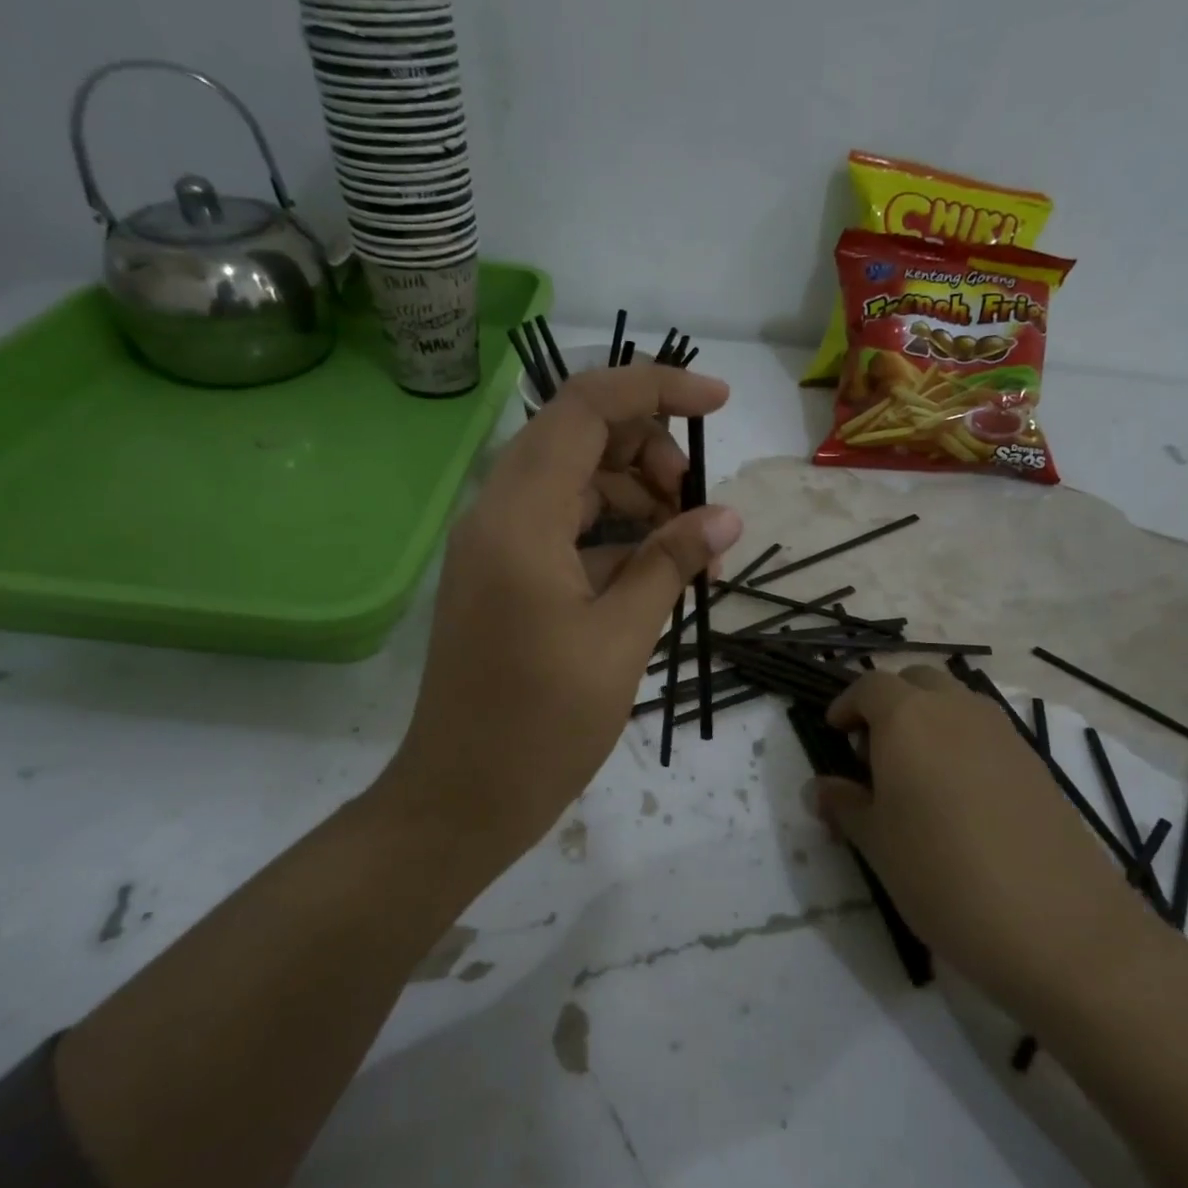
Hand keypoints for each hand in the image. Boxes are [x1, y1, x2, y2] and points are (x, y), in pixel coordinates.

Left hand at [378, 361, 741, 874]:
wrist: (461, 799)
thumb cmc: (541, 726)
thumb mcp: (622, 640)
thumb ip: (671, 564)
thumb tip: (725, 517)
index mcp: (520, 516)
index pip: (586, 407)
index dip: (655, 388)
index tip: (719, 404)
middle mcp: (499, 514)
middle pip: (581, 439)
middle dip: (652, 455)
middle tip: (700, 512)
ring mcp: (497, 547)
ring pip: (575, 485)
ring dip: (638, 501)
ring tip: (691, 555)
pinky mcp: (502, 579)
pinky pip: (563, 530)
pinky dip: (613, 539)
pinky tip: (655, 576)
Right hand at [819, 667, 1144, 1000]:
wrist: (1058, 926)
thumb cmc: (942, 875)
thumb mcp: (876, 843)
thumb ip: (844, 805)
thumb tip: (820, 788)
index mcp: (908, 718)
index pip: (869, 686)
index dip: (846, 704)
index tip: (834, 733)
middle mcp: (957, 710)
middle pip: (916, 681)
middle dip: (889, 704)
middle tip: (874, 752)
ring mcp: (1004, 733)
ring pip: (956, 703)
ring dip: (928, 720)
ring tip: (915, 777)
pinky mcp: (1036, 764)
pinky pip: (986, 733)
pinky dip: (962, 744)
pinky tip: (959, 799)